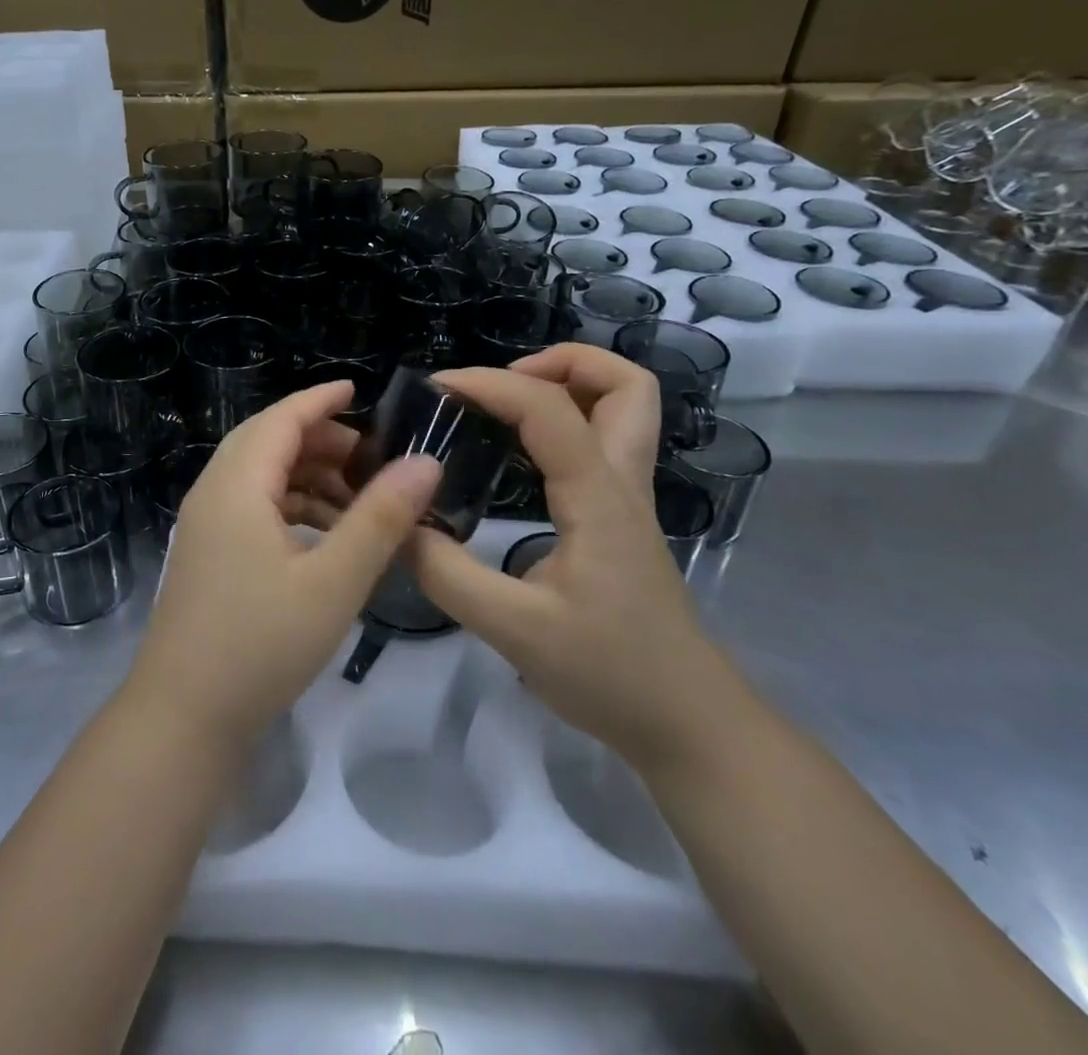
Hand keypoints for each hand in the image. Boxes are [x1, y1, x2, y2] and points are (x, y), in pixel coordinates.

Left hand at [129, 381, 442, 743]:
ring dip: (306, 475)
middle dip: (319, 439)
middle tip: (371, 454)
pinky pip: (251, 507)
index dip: (320, 399)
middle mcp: (213, 493)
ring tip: (358, 496)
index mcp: (236, 485)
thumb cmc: (261, 644)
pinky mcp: (207, 554)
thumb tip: (425, 462)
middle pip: (267, 442)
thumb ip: (380, 518)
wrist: (183, 717)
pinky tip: (324, 534)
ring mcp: (204, 526)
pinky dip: (290, 505)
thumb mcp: (334, 581)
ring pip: (259, 476)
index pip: (281, 419)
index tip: (359, 389)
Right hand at [409, 353, 733, 767]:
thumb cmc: (609, 674)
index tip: (437, 388)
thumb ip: (448, 574)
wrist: (687, 724)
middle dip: (563, 362)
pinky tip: (519, 453)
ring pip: (626, 408)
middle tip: (502, 385)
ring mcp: (629, 499)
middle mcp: (622, 483)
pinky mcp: (621, 519)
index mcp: (599, 498)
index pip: (549, 409)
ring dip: (570, 385)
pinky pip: (603, 442)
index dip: (490, 383)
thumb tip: (400, 523)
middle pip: (627, 384)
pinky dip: (566, 422)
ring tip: (506, 407)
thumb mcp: (513, 630)